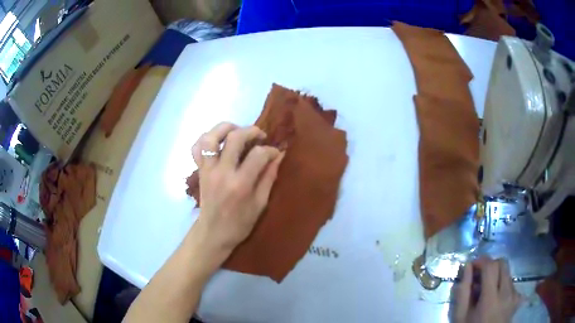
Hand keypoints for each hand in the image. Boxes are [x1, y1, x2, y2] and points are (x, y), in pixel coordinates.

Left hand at [191, 122, 283, 258]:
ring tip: (237, 132)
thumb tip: (278, 157)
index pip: (258, 154)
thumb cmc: (239, 224)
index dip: (270, 150)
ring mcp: (207, 170)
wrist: (213, 233)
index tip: (275, 153)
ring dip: (226, 128)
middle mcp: (221, 172)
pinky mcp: (199, 171)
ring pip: (210, 137)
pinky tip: (218, 143)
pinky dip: (206, 139)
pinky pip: (196, 148)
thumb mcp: (260, 204)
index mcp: (240, 184)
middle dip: (251, 131)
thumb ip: (269, 178)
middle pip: (234, 137)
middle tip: (260, 136)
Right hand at [454, 258, 521, 322]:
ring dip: (496, 276)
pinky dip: (502, 285)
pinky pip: (512, 283)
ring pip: (508, 273)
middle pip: (503, 263)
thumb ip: (463, 291)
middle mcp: (507, 293)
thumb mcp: (460, 315)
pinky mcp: (518, 299)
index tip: (472, 266)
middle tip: (479, 276)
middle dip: (490, 265)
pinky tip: (495, 298)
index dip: (481, 261)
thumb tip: (468, 266)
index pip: (491, 266)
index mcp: (491, 299)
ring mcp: (515, 296)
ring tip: (486, 291)